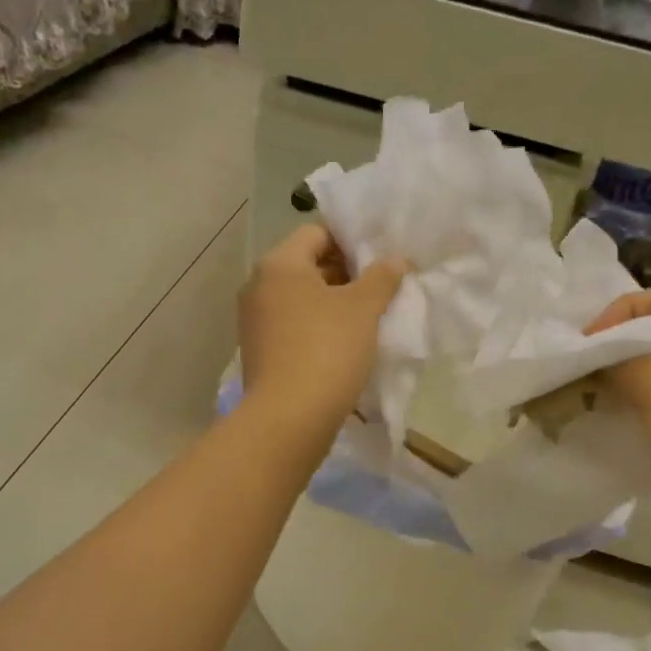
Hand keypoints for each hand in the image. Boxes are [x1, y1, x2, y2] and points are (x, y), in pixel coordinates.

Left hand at [239, 225, 406, 434]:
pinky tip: (343, 346)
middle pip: (307, 266)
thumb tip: (397, 259)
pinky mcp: (258, 352)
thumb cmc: (327, 350)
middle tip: (380, 290)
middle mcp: (258, 286)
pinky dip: (316, 328)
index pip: (317, 233)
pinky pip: (292, 327)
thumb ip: (382, 277)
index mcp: (279, 264)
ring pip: (300, 299)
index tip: (379, 262)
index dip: (351, 242)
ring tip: (366, 320)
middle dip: (344, 275)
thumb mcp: (363, 309)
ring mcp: (254, 321)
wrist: (289, 418)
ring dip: (332, 304)